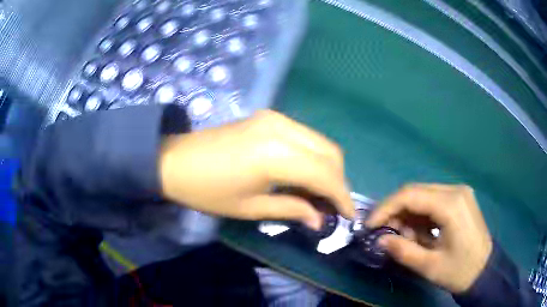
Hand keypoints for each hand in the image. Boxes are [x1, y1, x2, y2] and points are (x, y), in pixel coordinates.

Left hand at [159, 110, 354, 229]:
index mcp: (275, 155)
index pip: (326, 175)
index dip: (342, 197)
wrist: (174, 161)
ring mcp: (275, 118)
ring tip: (320, 194)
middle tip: (333, 206)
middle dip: (339, 181)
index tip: (349, 216)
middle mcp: (282, 128)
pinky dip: (313, 156)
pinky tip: (305, 174)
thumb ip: (292, 210)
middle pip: (331, 152)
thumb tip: (320, 220)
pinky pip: (305, 136)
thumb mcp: (250, 208)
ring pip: (320, 142)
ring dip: (328, 168)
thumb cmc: (207, 191)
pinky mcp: (269, 117)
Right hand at [366, 184, 492, 293]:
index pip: (410, 195)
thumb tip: (380, 241)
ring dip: (408, 214)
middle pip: (415, 191)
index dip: (385, 208)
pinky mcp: (460, 199)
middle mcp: (455, 190)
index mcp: (451, 204)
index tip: (370, 225)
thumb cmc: (459, 271)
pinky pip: (433, 200)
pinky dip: (421, 215)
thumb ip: (403, 251)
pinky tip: (420, 232)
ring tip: (404, 237)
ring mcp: (459, 192)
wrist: (485, 270)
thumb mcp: (429, 267)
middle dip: (396, 211)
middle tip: (385, 233)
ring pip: (423, 195)